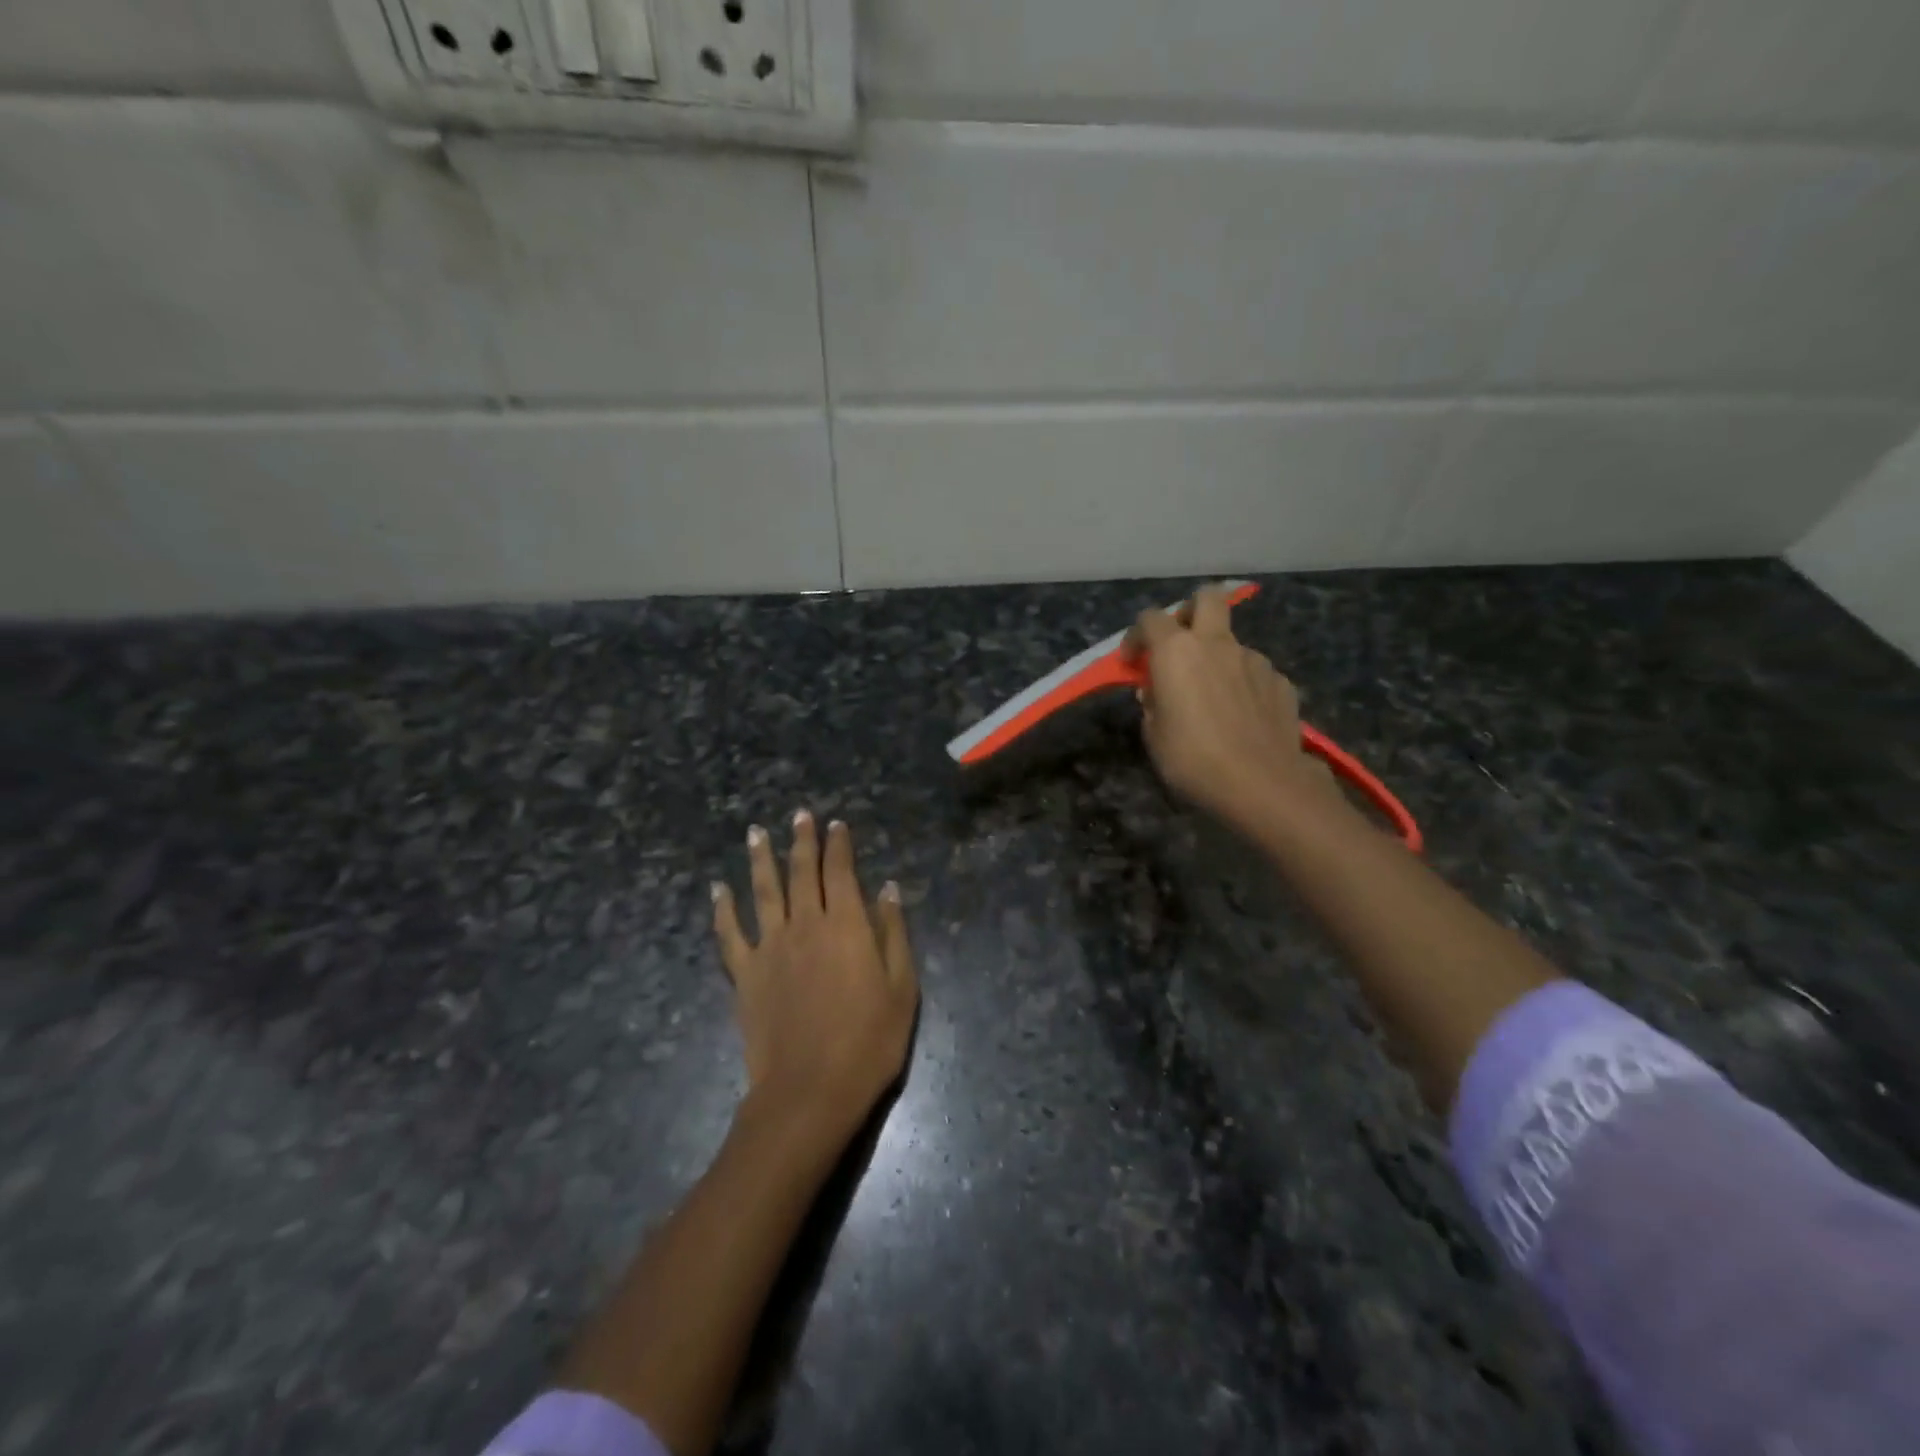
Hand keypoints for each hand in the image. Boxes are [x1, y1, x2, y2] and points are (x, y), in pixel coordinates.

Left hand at [712, 812, 918, 1135]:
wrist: (810, 1090)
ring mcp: (770, 947)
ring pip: (763, 891)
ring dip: (760, 859)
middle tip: (800, 814)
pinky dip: (722, 908)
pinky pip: (729, 933)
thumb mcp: (901, 987)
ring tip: (756, 832)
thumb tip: (887, 888)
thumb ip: (893, 933)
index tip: (836, 824)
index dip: (838, 845)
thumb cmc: (868, 1041)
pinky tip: (717, 889)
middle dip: (802, 840)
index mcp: (846, 925)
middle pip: (801, 872)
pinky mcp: (745, 974)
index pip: (841, 872)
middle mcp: (805, 924)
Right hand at [1126, 584, 1327, 832]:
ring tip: (1213, 696)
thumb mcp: (1154, 736)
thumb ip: (1154, 704)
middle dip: (1190, 612)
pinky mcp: (1281, 681)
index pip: (1150, 619)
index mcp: (1177, 651)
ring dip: (1218, 658)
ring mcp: (1255, 660)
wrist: (1262, 783)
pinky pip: (1255, 672)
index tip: (1132, 663)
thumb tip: (1158, 692)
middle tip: (1180, 643)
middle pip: (1206, 598)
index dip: (1136, 637)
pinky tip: (1241, 715)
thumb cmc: (1193, 759)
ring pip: (1232, 642)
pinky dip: (1243, 684)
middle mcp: (1217, 644)